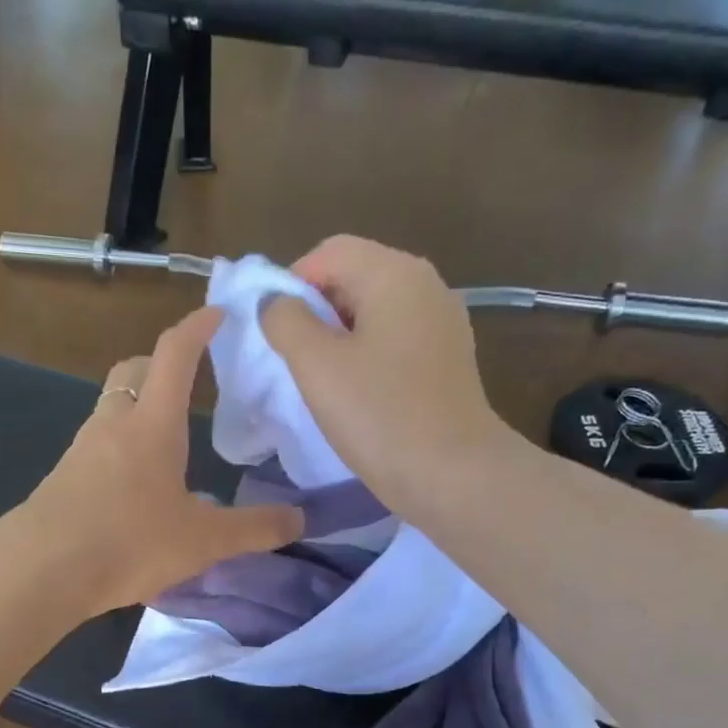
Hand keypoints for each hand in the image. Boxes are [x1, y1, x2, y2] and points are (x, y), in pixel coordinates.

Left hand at [25, 307, 303, 614]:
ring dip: (139, 409)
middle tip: (189, 381)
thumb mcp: (203, 541)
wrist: (41, 569)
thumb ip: (253, 530)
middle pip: (134, 371)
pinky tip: (135, 487)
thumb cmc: (129, 541)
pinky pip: (97, 446)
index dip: (198, 328)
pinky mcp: (63, 479)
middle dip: (162, 364)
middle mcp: (114, 424)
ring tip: (168, 441)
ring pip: (112, 408)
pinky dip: (120, 448)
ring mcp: (82, 449)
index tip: (218, 313)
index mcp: (154, 423)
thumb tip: (299, 520)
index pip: (176, 354)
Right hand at [259, 236, 509, 513]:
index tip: (275, 334)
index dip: (291, 285)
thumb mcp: (317, 365)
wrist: (452, 475)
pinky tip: (358, 397)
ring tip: (323, 384)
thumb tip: (276, 302)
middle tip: (295, 363)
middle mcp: (426, 285)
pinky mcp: (448, 361)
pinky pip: (395, 343)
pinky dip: (368, 358)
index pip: (329, 253)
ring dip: (340, 340)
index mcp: (395, 273)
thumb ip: (286, 321)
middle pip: (355, 278)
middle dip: (316, 313)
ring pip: (374, 314)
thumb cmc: (379, 415)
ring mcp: (443, 324)